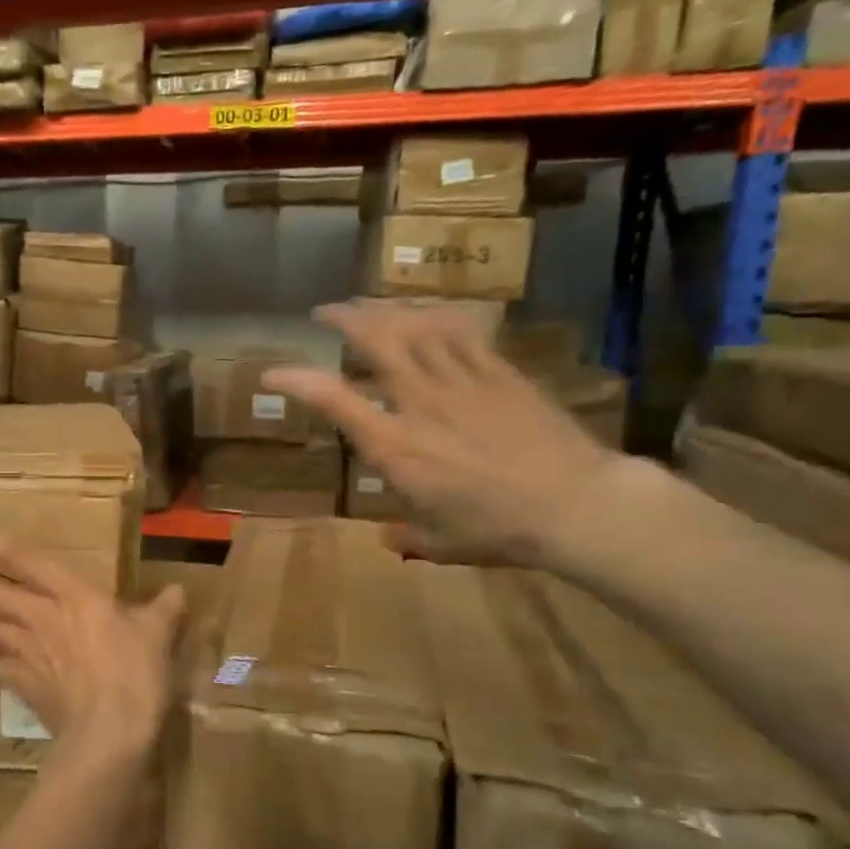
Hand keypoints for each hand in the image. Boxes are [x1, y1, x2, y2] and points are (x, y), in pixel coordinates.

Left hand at [0, 528, 184, 761]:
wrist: (110, 730)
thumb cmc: (135, 674)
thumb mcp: (157, 634)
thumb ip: (164, 609)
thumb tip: (180, 591)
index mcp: (74, 596)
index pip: (30, 562)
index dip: (0, 542)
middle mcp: (41, 616)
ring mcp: (26, 650)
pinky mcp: (19, 681)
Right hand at [263, 301, 624, 565]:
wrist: (577, 505)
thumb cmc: (499, 530)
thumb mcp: (442, 543)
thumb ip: (408, 537)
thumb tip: (388, 540)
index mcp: (396, 447)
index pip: (334, 400)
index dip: (297, 380)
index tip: (271, 374)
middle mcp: (420, 403)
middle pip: (377, 342)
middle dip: (345, 318)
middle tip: (327, 311)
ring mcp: (462, 382)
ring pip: (417, 328)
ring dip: (387, 310)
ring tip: (369, 305)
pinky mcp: (500, 373)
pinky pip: (462, 333)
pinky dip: (437, 318)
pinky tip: (428, 313)